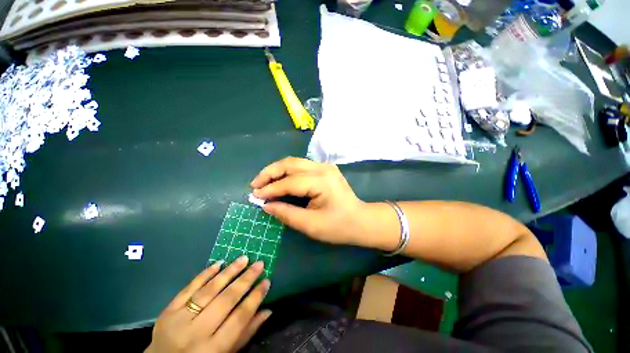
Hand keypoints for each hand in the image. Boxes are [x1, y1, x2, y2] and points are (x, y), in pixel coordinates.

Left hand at [146, 256, 271, 352]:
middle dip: (245, 280)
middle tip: (259, 264)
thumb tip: (268, 310)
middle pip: (225, 301)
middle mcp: (196, 333)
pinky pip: (189, 288)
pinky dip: (205, 274)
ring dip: (229, 272)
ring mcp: (180, 320)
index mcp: (213, 349)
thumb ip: (246, 333)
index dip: (255, 298)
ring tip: (244, 259)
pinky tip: (219, 263)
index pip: (240, 318)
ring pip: (209, 291)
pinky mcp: (168, 310)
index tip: (267, 281)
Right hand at [250, 157, 365, 244]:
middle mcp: (323, 168)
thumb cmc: (338, 226)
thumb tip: (266, 205)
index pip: (289, 182)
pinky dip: (287, 171)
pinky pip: (301, 166)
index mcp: (321, 181)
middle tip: (255, 184)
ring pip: (294, 162)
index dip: (270, 189)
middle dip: (270, 172)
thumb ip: (286, 213)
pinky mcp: (325, 169)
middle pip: (290, 164)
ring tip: (263, 181)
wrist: (361, 220)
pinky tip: (280, 179)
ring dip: (277, 170)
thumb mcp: (310, 225)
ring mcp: (325, 166)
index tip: (254, 196)